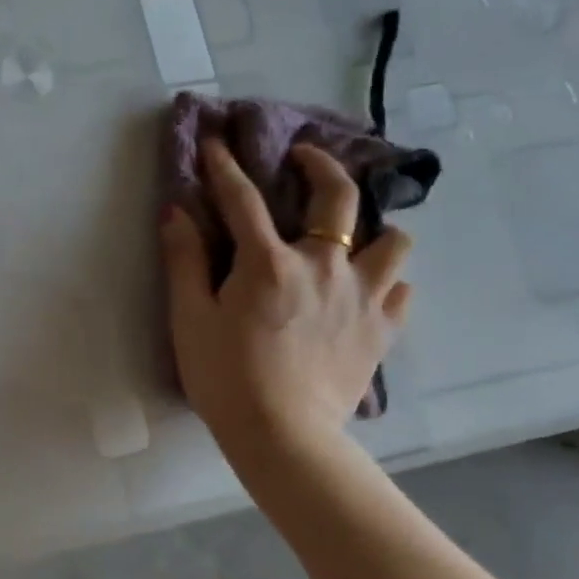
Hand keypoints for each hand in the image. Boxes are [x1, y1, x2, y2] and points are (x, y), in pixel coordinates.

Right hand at [161, 140, 412, 446]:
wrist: (283, 436)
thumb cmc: (224, 375)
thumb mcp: (189, 317)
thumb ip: (184, 259)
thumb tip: (177, 211)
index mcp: (268, 262)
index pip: (242, 198)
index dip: (224, 166)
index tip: (215, 143)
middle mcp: (324, 266)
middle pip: (340, 197)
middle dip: (322, 166)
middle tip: (305, 158)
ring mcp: (363, 296)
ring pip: (393, 240)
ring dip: (372, 228)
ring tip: (351, 235)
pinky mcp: (383, 329)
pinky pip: (401, 289)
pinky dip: (385, 280)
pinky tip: (366, 288)